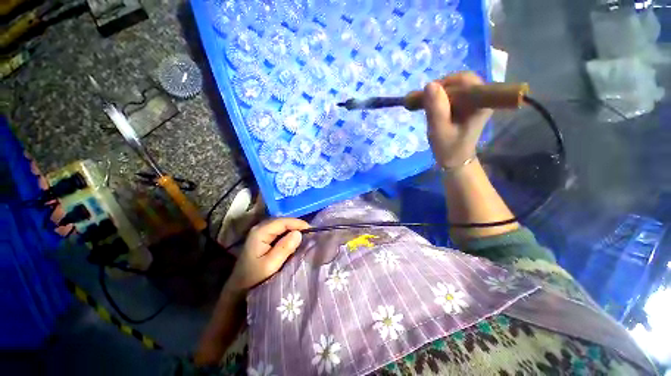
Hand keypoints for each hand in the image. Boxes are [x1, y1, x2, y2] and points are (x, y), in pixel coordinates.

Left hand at [226, 218, 309, 292]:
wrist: (239, 288)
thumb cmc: (254, 278)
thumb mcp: (270, 265)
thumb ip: (284, 248)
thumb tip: (299, 233)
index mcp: (260, 232)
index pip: (283, 222)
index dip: (298, 224)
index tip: (311, 230)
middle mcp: (260, 228)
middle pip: (282, 222)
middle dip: (297, 226)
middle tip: (310, 234)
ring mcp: (261, 233)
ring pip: (282, 226)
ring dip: (294, 230)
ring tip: (305, 236)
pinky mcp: (264, 238)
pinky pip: (279, 232)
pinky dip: (289, 235)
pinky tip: (295, 241)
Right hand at [423, 72, 492, 167]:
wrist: (456, 159)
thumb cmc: (448, 147)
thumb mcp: (439, 130)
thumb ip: (436, 108)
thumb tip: (429, 85)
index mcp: (480, 103)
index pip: (465, 80)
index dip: (445, 84)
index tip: (429, 97)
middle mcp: (483, 97)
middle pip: (461, 80)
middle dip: (441, 88)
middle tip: (427, 102)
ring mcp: (477, 100)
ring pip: (457, 85)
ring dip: (440, 93)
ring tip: (430, 107)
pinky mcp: (470, 104)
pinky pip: (456, 92)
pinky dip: (443, 97)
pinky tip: (436, 108)